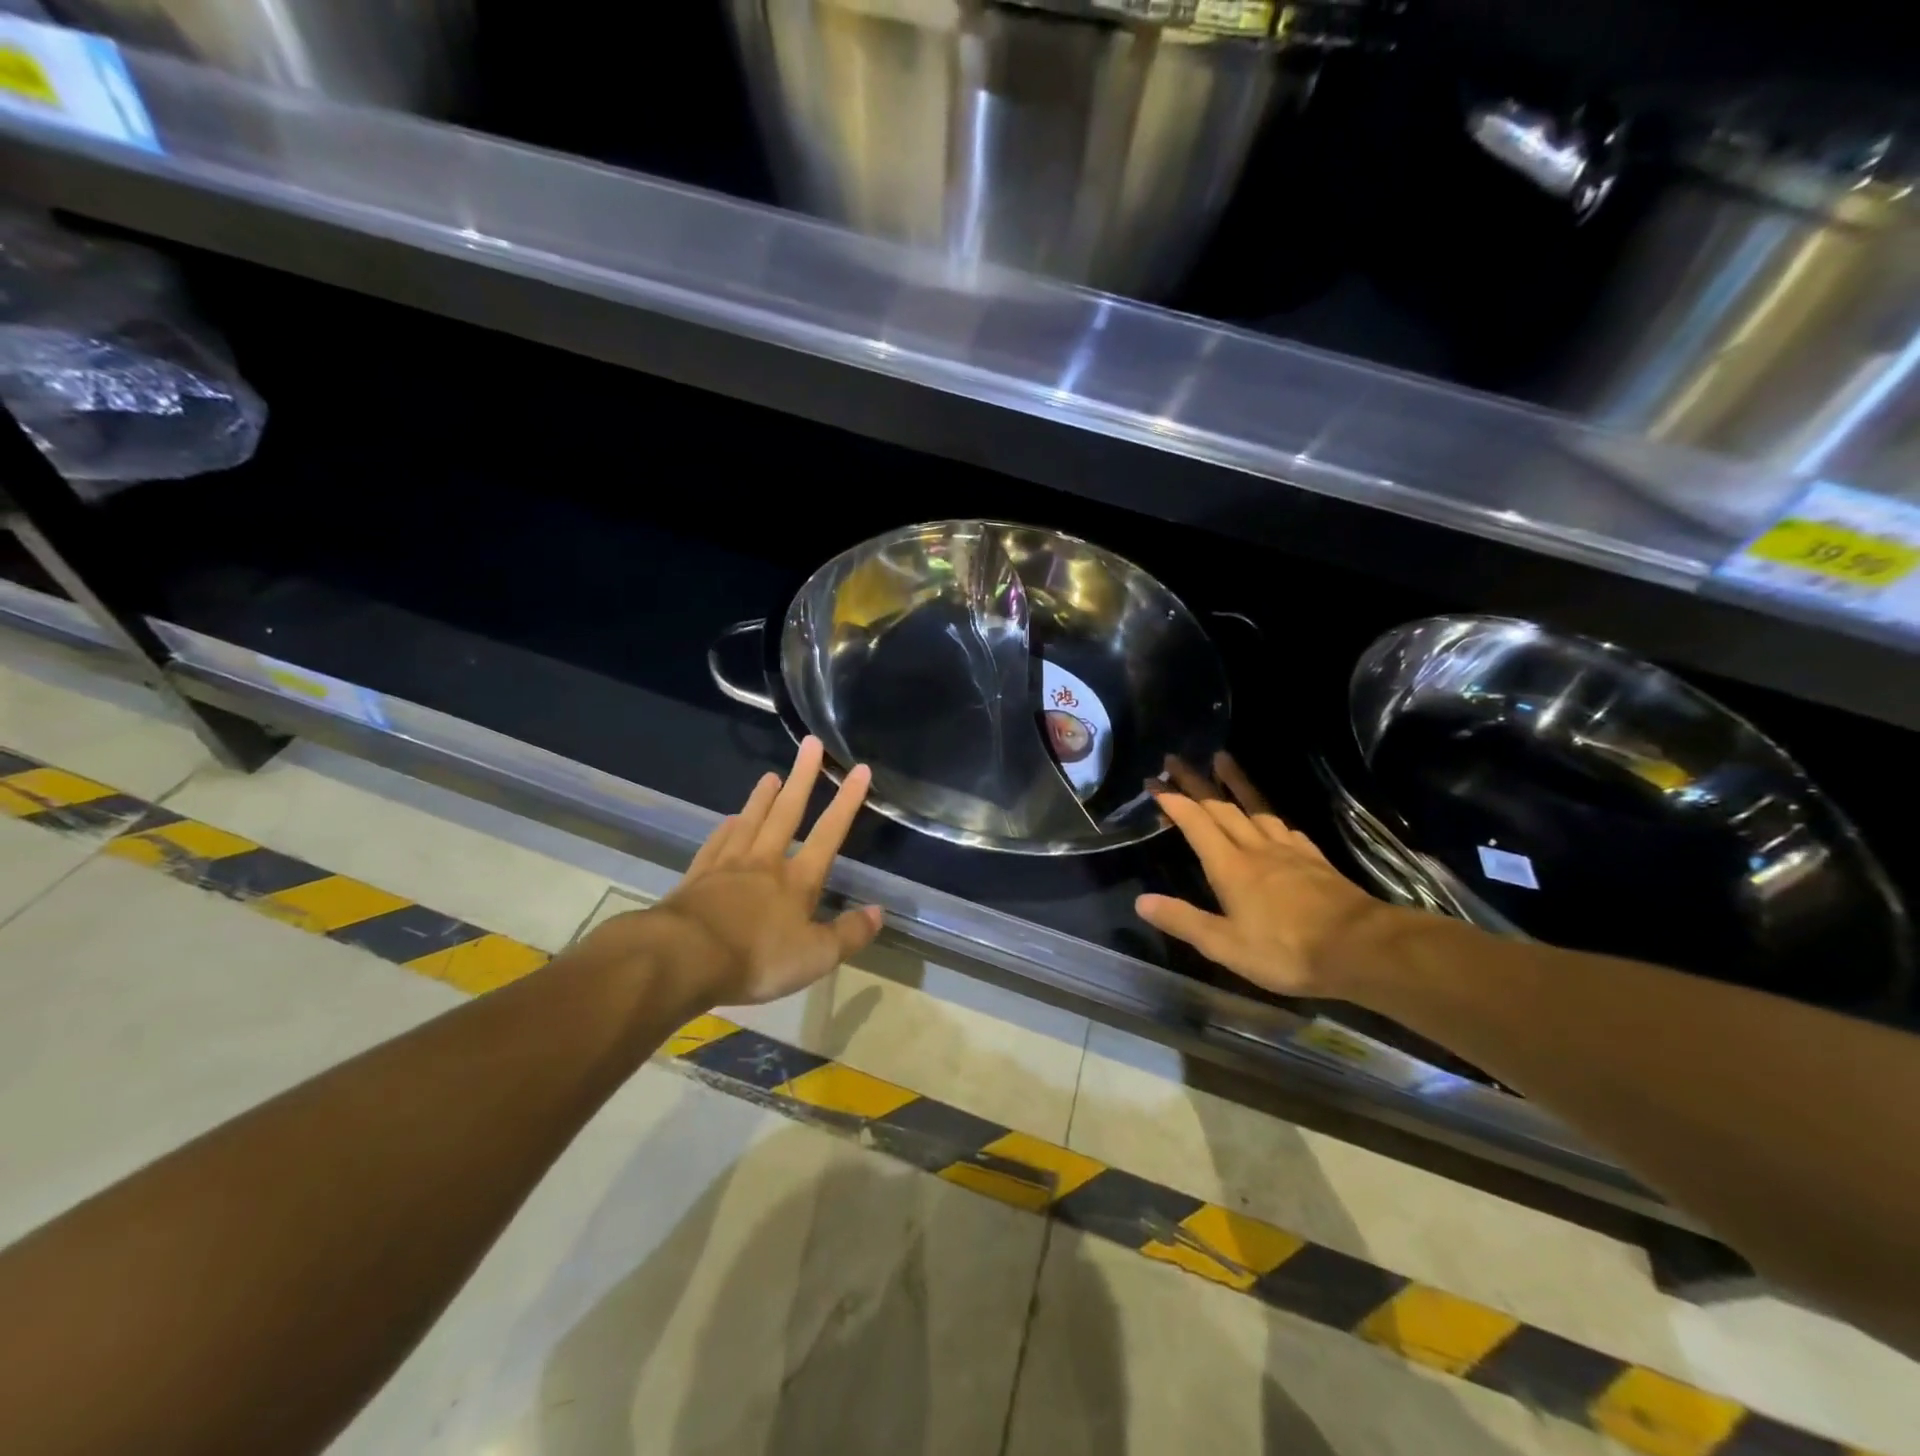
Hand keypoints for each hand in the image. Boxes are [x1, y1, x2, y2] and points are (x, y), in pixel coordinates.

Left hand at [586, 737, 882, 1007]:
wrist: (683, 958)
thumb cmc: (757, 958)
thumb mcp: (815, 957)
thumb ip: (849, 934)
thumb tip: (879, 913)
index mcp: (797, 880)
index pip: (829, 834)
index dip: (847, 802)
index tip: (858, 769)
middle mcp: (765, 863)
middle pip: (787, 813)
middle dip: (802, 778)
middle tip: (810, 745)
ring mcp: (727, 867)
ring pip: (749, 822)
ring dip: (762, 798)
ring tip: (770, 775)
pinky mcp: (697, 878)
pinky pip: (715, 845)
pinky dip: (725, 829)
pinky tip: (728, 821)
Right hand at [1136, 754, 1381, 997]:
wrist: (1361, 948)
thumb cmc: (1287, 951)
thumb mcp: (1225, 945)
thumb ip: (1183, 920)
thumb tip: (1141, 901)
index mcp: (1230, 867)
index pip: (1195, 823)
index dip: (1173, 801)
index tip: (1153, 782)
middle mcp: (1256, 849)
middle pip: (1221, 806)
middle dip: (1195, 782)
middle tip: (1175, 759)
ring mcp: (1288, 851)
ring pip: (1255, 807)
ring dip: (1235, 782)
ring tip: (1222, 759)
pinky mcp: (1314, 860)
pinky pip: (1285, 826)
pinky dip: (1270, 813)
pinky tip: (1272, 817)